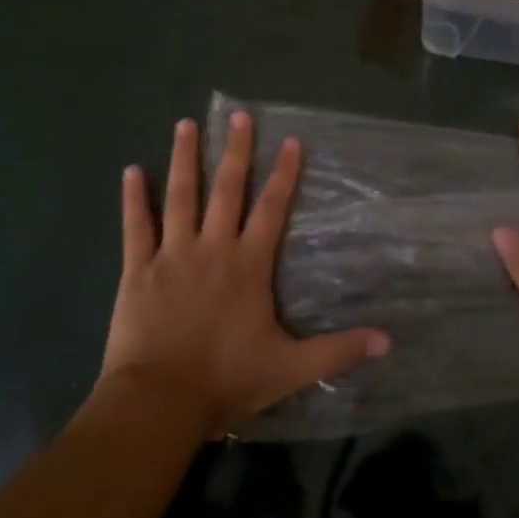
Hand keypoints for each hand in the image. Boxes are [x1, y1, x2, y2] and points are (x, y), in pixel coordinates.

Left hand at [98, 112, 390, 434]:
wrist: (159, 402)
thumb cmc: (226, 380)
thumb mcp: (291, 368)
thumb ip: (338, 350)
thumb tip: (388, 342)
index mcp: (249, 264)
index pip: (272, 208)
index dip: (284, 173)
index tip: (290, 141)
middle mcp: (213, 247)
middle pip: (226, 189)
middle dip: (236, 150)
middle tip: (238, 115)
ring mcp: (172, 254)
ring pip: (180, 196)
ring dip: (185, 159)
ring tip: (186, 124)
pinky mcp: (138, 270)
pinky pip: (135, 226)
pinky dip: (133, 198)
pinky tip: (130, 170)